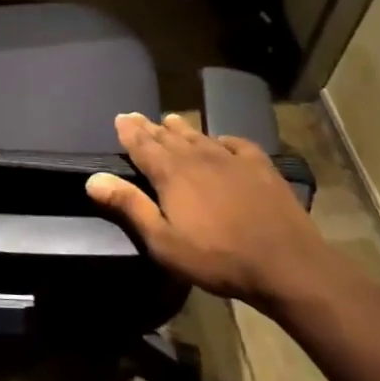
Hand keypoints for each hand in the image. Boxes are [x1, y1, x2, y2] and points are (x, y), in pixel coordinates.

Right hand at [85, 112, 329, 309]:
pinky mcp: (260, 167)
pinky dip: (222, 139)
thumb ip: (130, 206)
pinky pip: (236, 144)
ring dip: (182, 129)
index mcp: (171, 173)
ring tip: (171, 120)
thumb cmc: (217, 257)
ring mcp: (232, 159)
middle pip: (168, 137)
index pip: (143, 145)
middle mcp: (198, 157)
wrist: (286, 263)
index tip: (120, 118)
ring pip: (200, 136)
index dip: (129, 131)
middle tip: (138, 117)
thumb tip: (93, 179)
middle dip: (150, 127)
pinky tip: (222, 141)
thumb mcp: (163, 241)